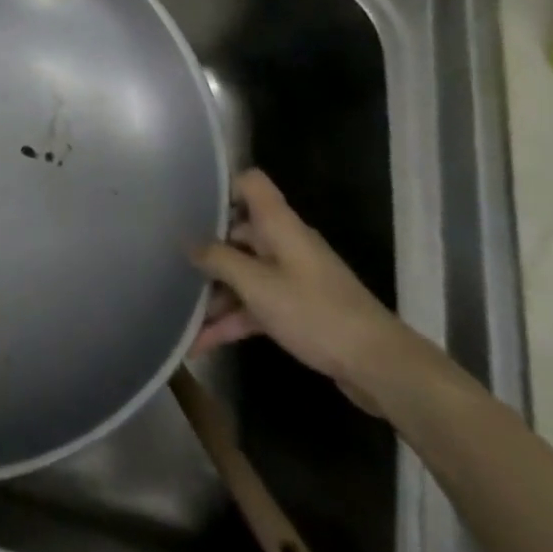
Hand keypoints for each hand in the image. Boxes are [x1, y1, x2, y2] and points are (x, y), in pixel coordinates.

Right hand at [189, 169, 415, 412]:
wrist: (380, 368)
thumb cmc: (315, 313)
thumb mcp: (256, 284)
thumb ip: (218, 259)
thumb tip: (189, 243)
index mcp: (279, 226)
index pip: (250, 183)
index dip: (222, 187)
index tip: (189, 204)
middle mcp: (285, 244)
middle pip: (238, 233)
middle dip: (206, 251)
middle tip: (171, 263)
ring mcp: (292, 278)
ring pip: (244, 274)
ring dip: (215, 295)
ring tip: (179, 314)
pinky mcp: (298, 310)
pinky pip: (255, 306)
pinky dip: (231, 321)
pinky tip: (201, 343)